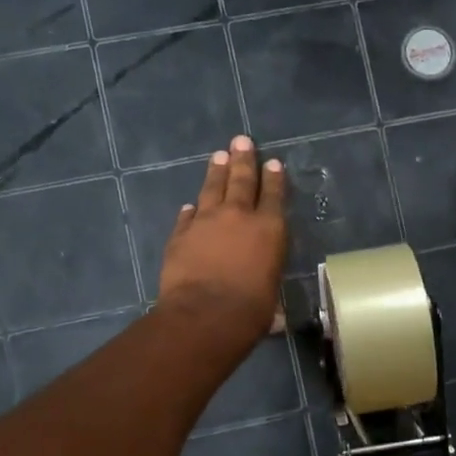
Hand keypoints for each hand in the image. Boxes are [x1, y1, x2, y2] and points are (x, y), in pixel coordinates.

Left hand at [157, 136, 287, 340]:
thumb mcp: (270, 298)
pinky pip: (187, 216)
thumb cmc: (249, 311)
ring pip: (212, 189)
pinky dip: (190, 210)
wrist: (204, 315)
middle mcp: (238, 217)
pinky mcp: (180, 235)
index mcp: (269, 230)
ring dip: (216, 171)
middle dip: (244, 159)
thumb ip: (266, 289)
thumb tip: (272, 311)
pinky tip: (190, 205)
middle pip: (242, 180)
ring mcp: (205, 222)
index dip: (274, 178)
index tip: (273, 163)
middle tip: (242, 140)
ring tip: (219, 155)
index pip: (274, 195)